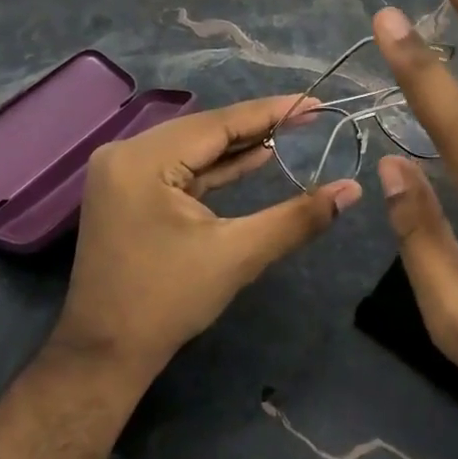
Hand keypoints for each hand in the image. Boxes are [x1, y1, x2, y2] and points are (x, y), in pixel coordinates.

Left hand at [49, 95, 362, 380]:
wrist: (105, 356)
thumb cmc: (167, 303)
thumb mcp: (237, 255)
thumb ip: (297, 217)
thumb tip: (352, 191)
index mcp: (143, 159)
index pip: (218, 123)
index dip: (270, 112)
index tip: (314, 101)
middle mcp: (126, 152)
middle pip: (206, 130)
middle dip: (259, 125)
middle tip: (310, 116)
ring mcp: (123, 170)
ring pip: (195, 146)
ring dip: (240, 145)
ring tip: (292, 132)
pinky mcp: (128, 188)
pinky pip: (181, 166)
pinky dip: (217, 166)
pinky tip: (255, 157)